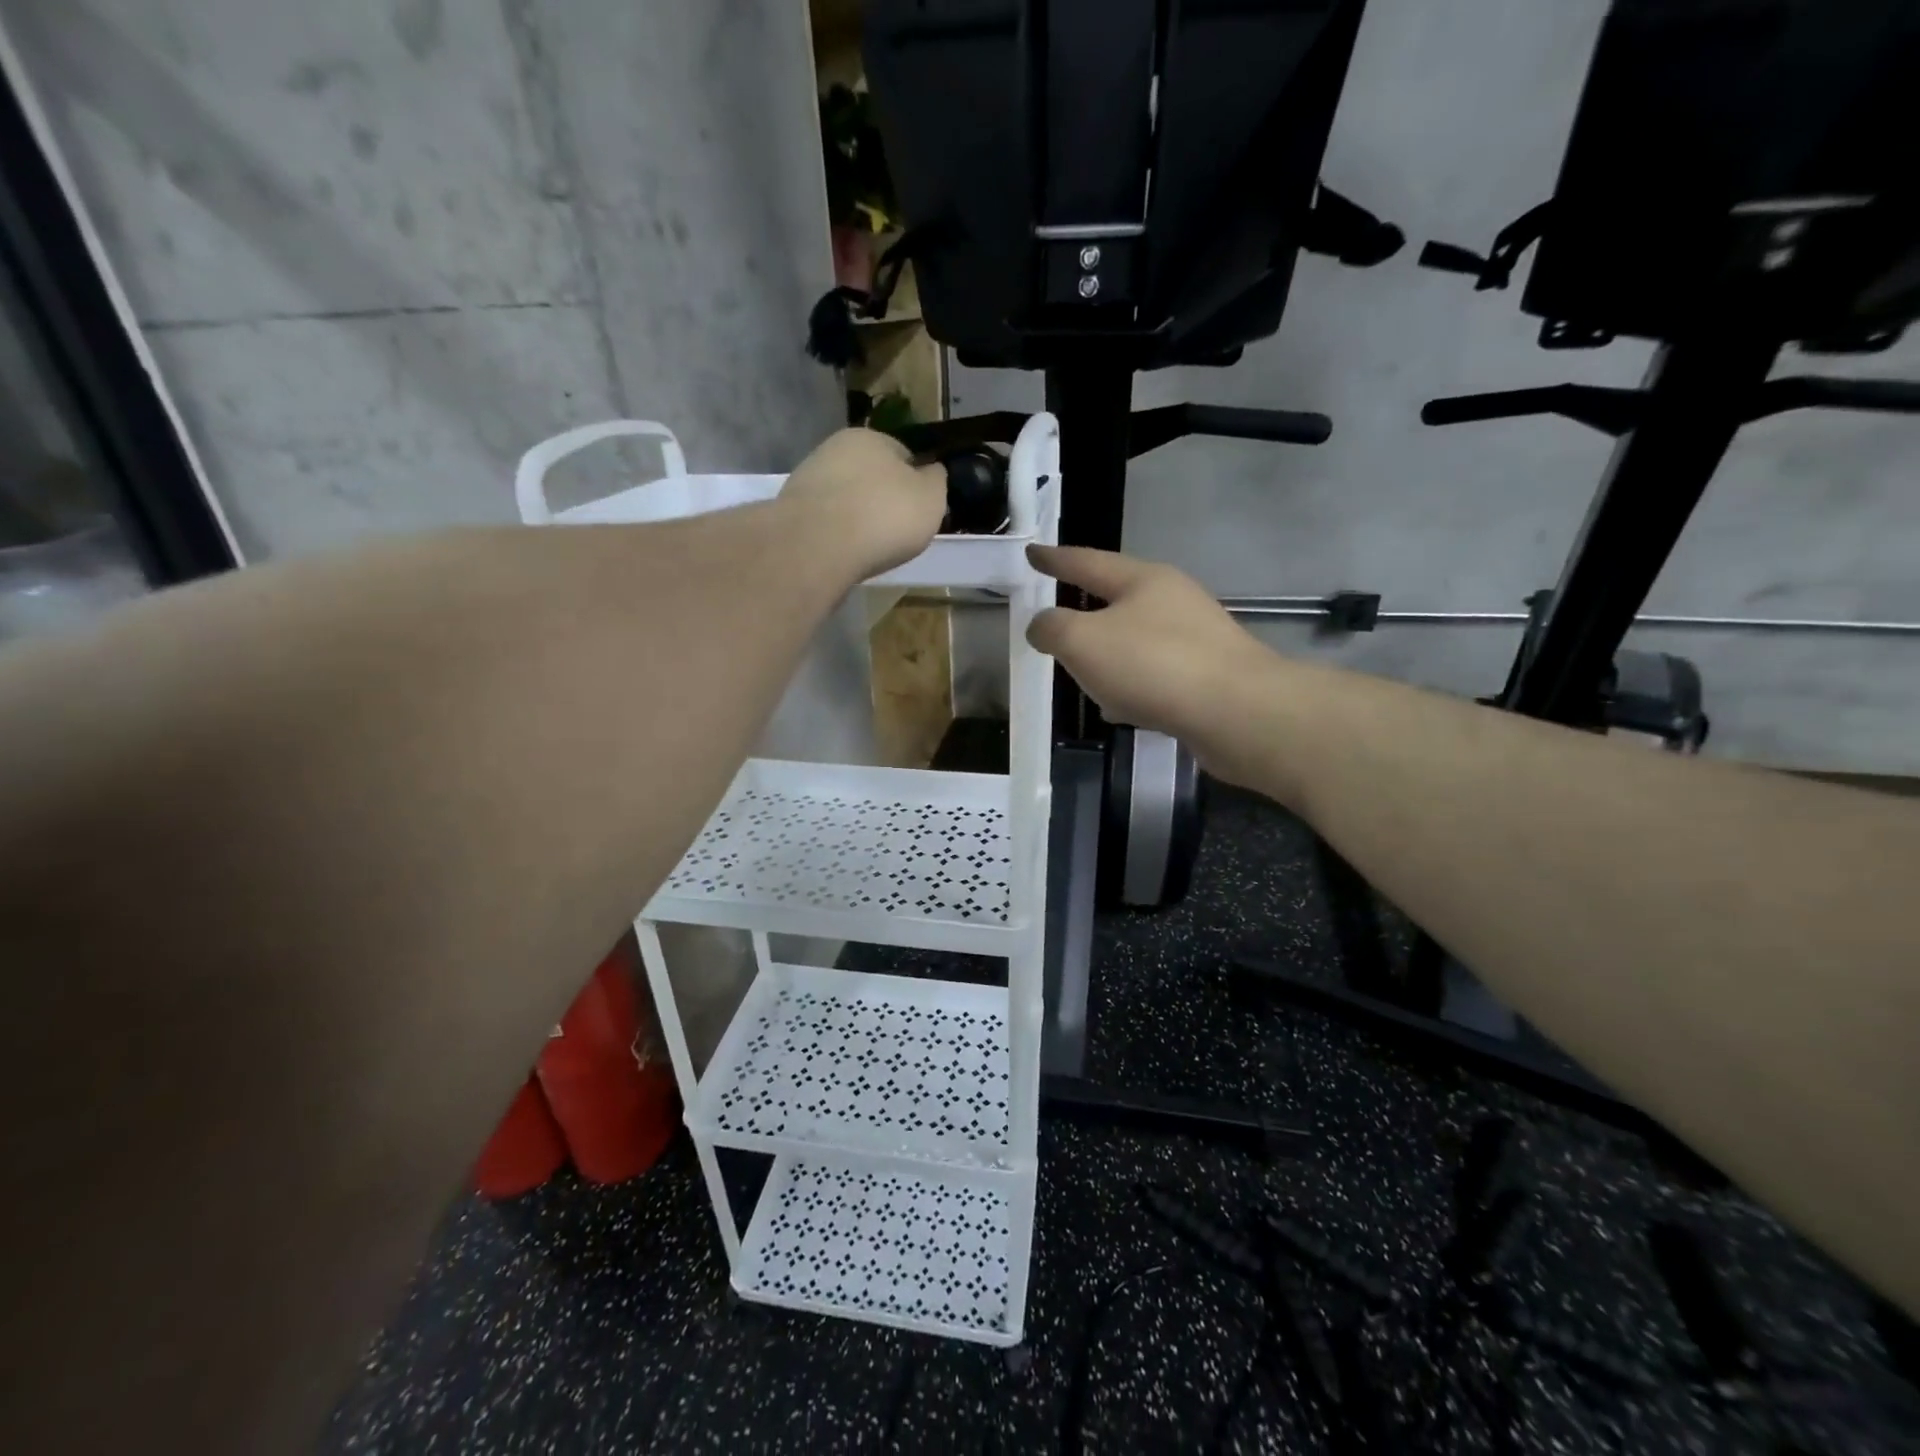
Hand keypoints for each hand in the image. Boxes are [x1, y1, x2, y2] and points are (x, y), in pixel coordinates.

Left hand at [779, 428, 947, 581]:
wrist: (817, 546)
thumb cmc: (884, 516)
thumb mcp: (931, 499)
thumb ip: (936, 481)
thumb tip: (931, 471)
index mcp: (872, 437)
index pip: (902, 454)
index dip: (915, 481)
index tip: (920, 509)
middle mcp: (835, 448)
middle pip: (870, 475)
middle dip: (882, 498)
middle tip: (896, 530)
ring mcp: (808, 478)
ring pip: (845, 497)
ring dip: (857, 516)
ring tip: (869, 546)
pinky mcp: (790, 510)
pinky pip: (825, 520)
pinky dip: (836, 533)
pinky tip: (844, 552)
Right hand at [1027, 546, 1277, 781]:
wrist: (1238, 712)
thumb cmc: (1153, 665)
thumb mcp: (1083, 642)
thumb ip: (1052, 629)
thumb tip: (1042, 626)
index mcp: (1142, 580)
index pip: (1087, 562)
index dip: (1055, 559)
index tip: (1031, 553)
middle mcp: (1173, 601)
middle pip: (1117, 599)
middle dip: (1084, 610)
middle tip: (1056, 618)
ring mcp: (1195, 638)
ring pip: (1136, 640)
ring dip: (1108, 654)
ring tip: (1082, 672)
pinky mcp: (1208, 675)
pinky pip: (1154, 674)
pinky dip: (1131, 685)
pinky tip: (1120, 708)